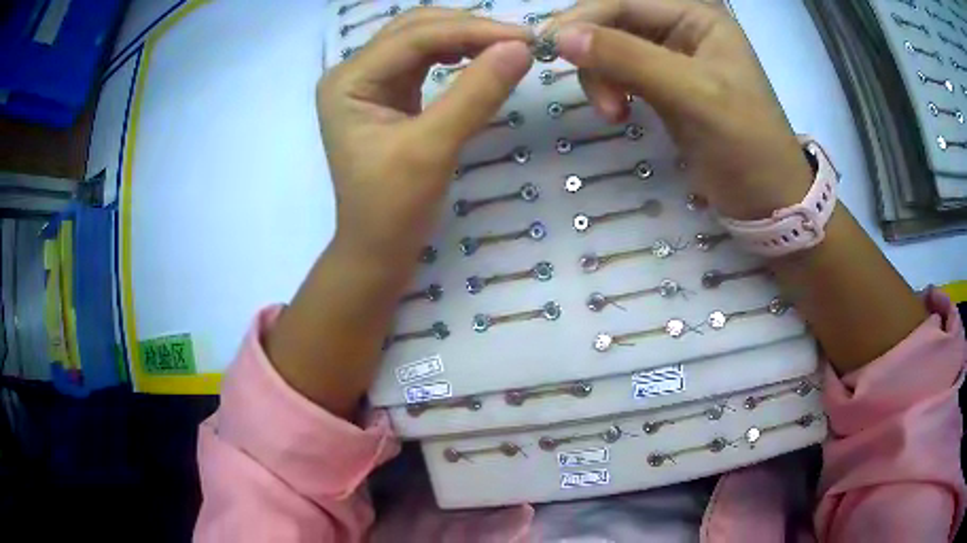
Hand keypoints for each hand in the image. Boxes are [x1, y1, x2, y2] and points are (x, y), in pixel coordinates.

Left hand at [267, 9, 532, 417]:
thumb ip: (476, 94)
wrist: (378, 249)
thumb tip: (521, 48)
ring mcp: (370, 82)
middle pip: (415, 29)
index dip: (471, 30)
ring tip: (507, 47)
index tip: (526, 38)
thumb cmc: (394, 208)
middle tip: (521, 41)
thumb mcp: (434, 148)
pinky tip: (479, 58)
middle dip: (468, 29)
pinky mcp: (388, 95)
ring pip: (422, 40)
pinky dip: (456, 55)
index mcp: (348, 81)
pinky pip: (425, 61)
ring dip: (465, 38)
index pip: (414, 37)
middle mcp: (354, 73)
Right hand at [548, 0, 812, 219]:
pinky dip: (609, 89)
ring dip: (600, 77)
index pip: (625, 1)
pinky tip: (617, 112)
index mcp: (697, 17)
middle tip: (595, 95)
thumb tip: (561, 37)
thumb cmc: (745, 143)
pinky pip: (619, 73)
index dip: (585, 18)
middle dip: (595, 54)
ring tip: (612, 114)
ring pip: (611, 49)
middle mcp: (681, 28)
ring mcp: (670, 57)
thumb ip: (629, 60)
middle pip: (613, 22)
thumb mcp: (693, 95)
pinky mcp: (662, 85)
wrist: (767, 199)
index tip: (550, 47)